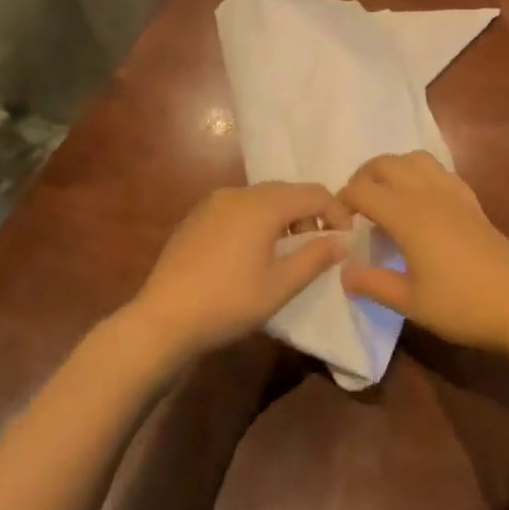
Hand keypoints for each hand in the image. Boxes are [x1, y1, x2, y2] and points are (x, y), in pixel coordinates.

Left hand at [127, 182, 350, 363]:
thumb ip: (315, 257)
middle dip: (311, 212)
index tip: (346, 239)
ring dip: (284, 215)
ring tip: (289, 248)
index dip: (337, 212)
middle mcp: (239, 193)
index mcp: (263, 205)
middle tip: (321, 243)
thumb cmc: (228, 302)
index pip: (314, 194)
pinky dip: (257, 219)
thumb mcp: (280, 286)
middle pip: (287, 191)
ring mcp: (214, 202)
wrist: (162, 318)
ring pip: (262, 198)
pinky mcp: (197, 216)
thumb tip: (341, 240)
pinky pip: (239, 207)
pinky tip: (252, 250)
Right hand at [339, 151, 508, 352]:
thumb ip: (373, 283)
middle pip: (386, 164)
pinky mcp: (470, 200)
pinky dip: (420, 173)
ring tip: (385, 195)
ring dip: (393, 168)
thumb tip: (343, 271)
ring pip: (414, 158)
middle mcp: (426, 194)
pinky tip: (420, 200)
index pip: (363, 190)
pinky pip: (438, 170)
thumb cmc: (461, 305)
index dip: (343, 200)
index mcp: (407, 215)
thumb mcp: (410, 303)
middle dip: (363, 177)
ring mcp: (452, 193)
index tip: (337, 222)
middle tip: (356, 205)